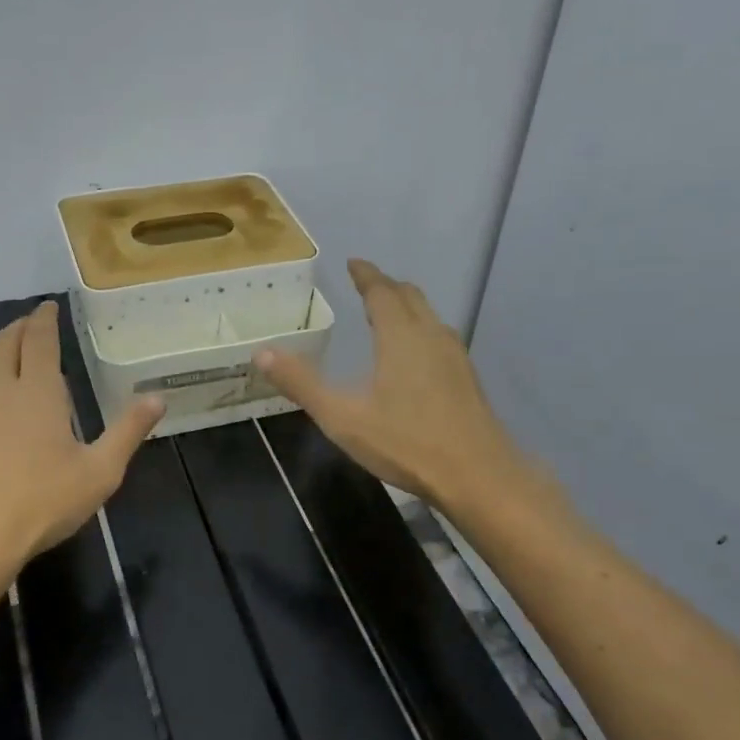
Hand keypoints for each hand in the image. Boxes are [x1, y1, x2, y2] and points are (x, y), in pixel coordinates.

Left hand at [0, 302, 162, 573]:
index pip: (40, 341)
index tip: (48, 306)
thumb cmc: (43, 501)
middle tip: (32, 323)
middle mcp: (1, 393)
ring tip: (15, 360)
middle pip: (4, 345)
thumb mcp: (100, 471)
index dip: (44, 319)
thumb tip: (158, 398)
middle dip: (19, 328)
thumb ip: (128, 432)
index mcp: (38, 392)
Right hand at [256, 259, 548, 514]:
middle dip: (387, 286)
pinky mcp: (467, 379)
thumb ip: (302, 384)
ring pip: (429, 316)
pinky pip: (440, 337)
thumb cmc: (406, 443)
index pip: (382, 292)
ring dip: (407, 306)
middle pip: (410, 297)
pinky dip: (421, 328)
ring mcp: (455, 357)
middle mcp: (431, 336)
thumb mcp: (342, 417)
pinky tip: (415, 354)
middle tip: (367, 284)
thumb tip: (261, 353)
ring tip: (388, 313)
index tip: (354, 262)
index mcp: (401, 337)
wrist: (478, 476)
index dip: (366, 275)